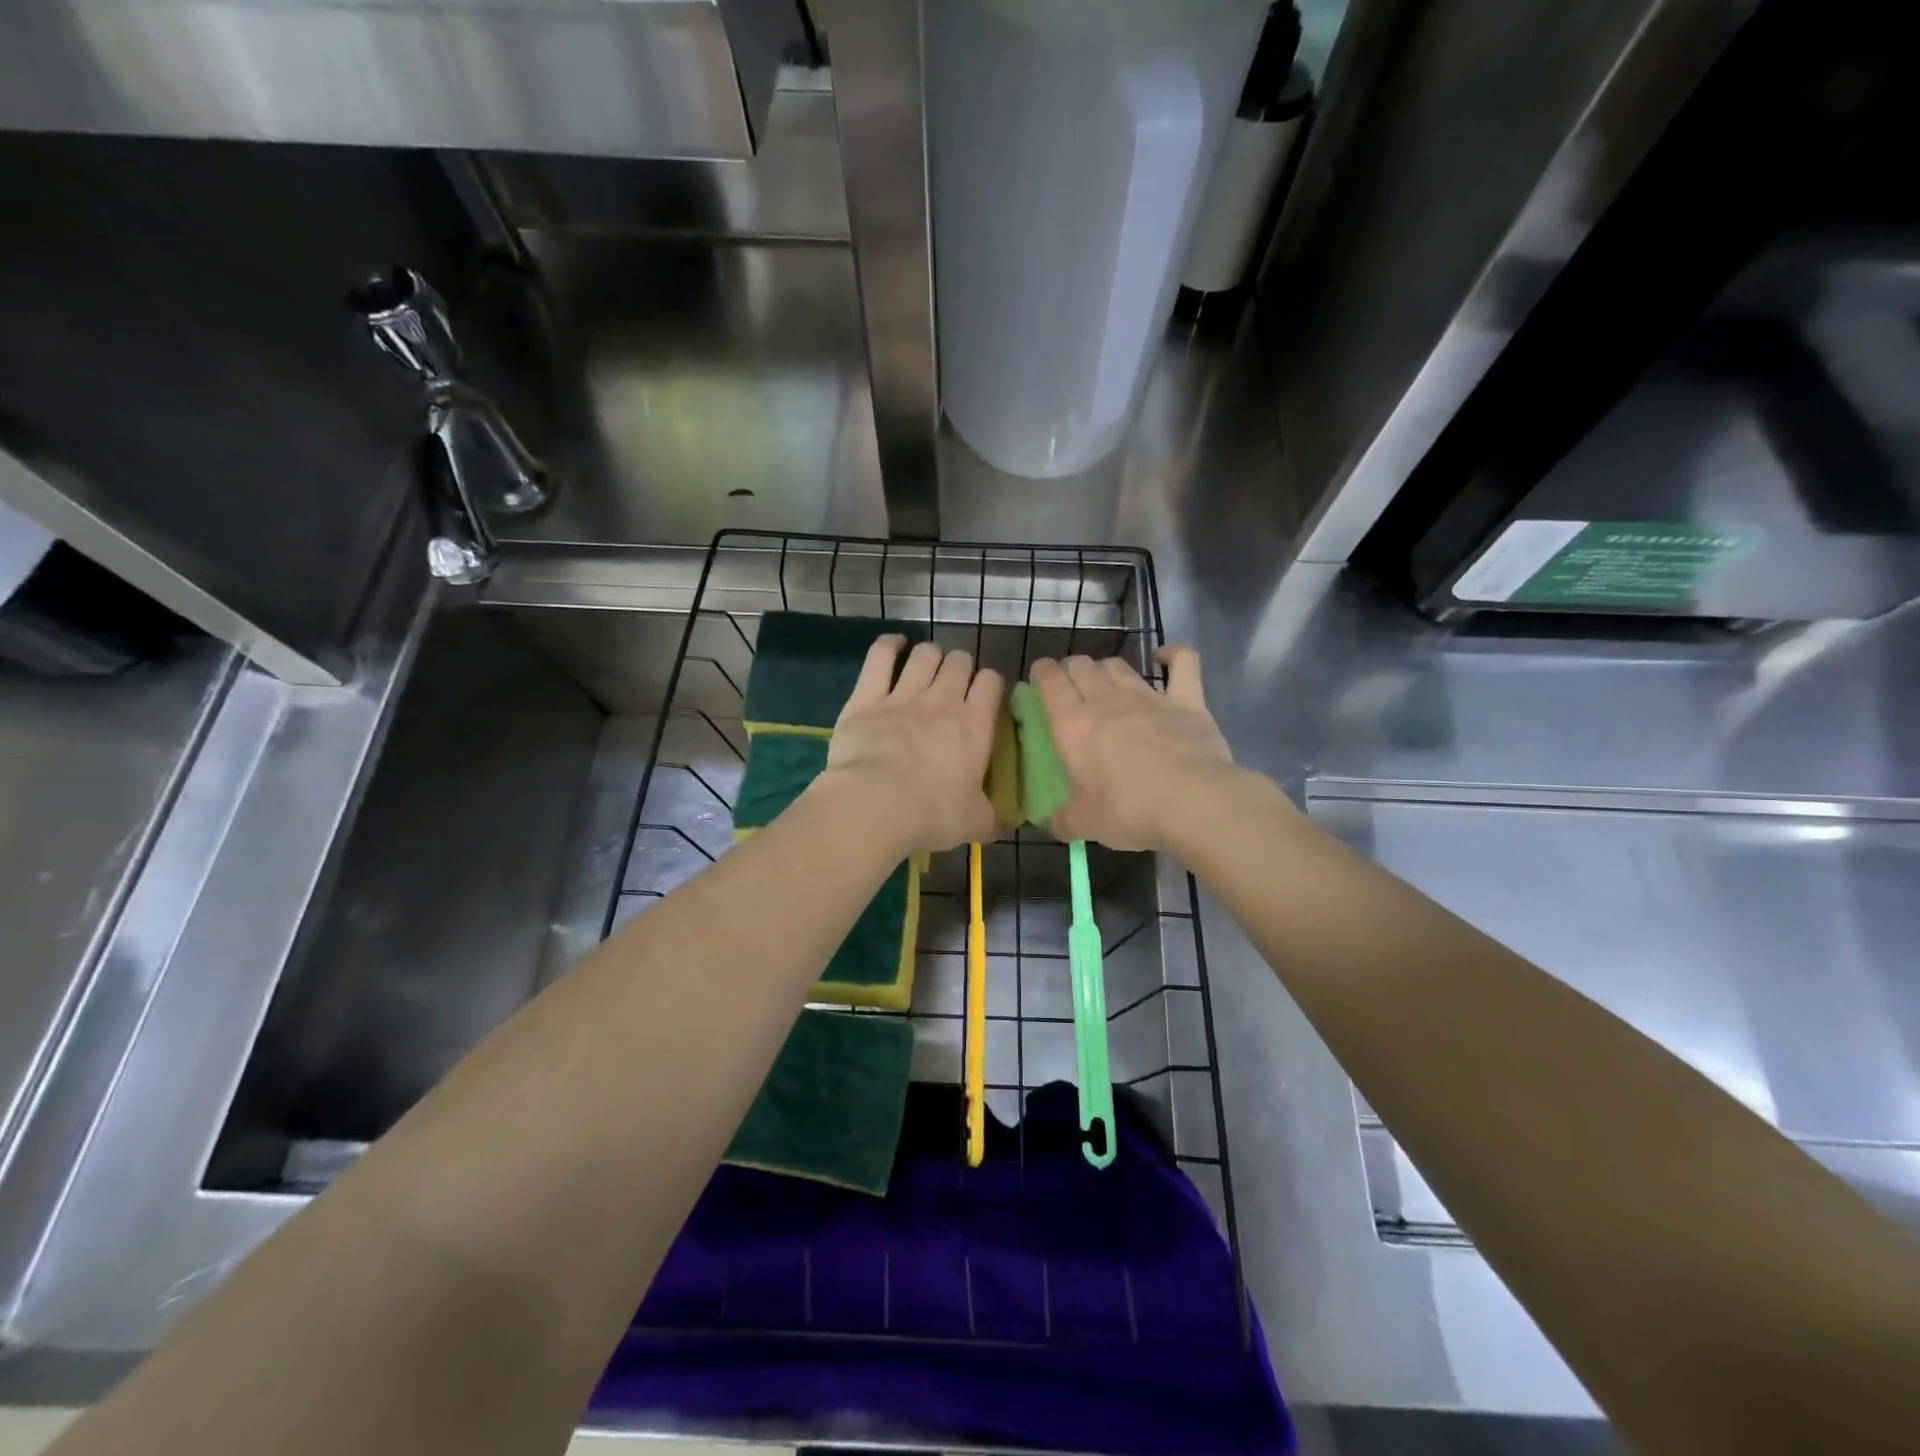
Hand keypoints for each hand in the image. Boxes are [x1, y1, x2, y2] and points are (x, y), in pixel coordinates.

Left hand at [815, 636, 1003, 853]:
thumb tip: (1002, 824)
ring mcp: (904, 694)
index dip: (989, 683)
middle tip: (953, 685)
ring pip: (926, 654)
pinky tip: (894, 646)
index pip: (991, 682)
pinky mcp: (867, 696)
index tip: (983, 696)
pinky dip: (889, 645)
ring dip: (930, 656)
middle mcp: (943, 700)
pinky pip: (880, 655)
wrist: (875, 805)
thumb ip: (990, 818)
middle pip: (959, 661)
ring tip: (926, 667)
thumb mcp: (974, 823)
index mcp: (975, 725)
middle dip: (960, 667)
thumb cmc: (931, 814)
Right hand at [1030, 647, 1241, 850]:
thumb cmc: (1129, 810)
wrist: (1193, 802)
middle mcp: (1106, 700)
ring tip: (1105, 682)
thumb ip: (1062, 820)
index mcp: (1073, 724)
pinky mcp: (1186, 700)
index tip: (1039, 679)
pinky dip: (1173, 656)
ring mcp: (1148, 696)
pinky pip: (1182, 662)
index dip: (1041, 673)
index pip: (1049, 681)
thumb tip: (1052, 823)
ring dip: (1106, 668)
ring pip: (1118, 665)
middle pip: (1082, 665)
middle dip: (1071, 670)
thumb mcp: (1084, 824)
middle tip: (1071, 689)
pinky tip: (1165, 658)